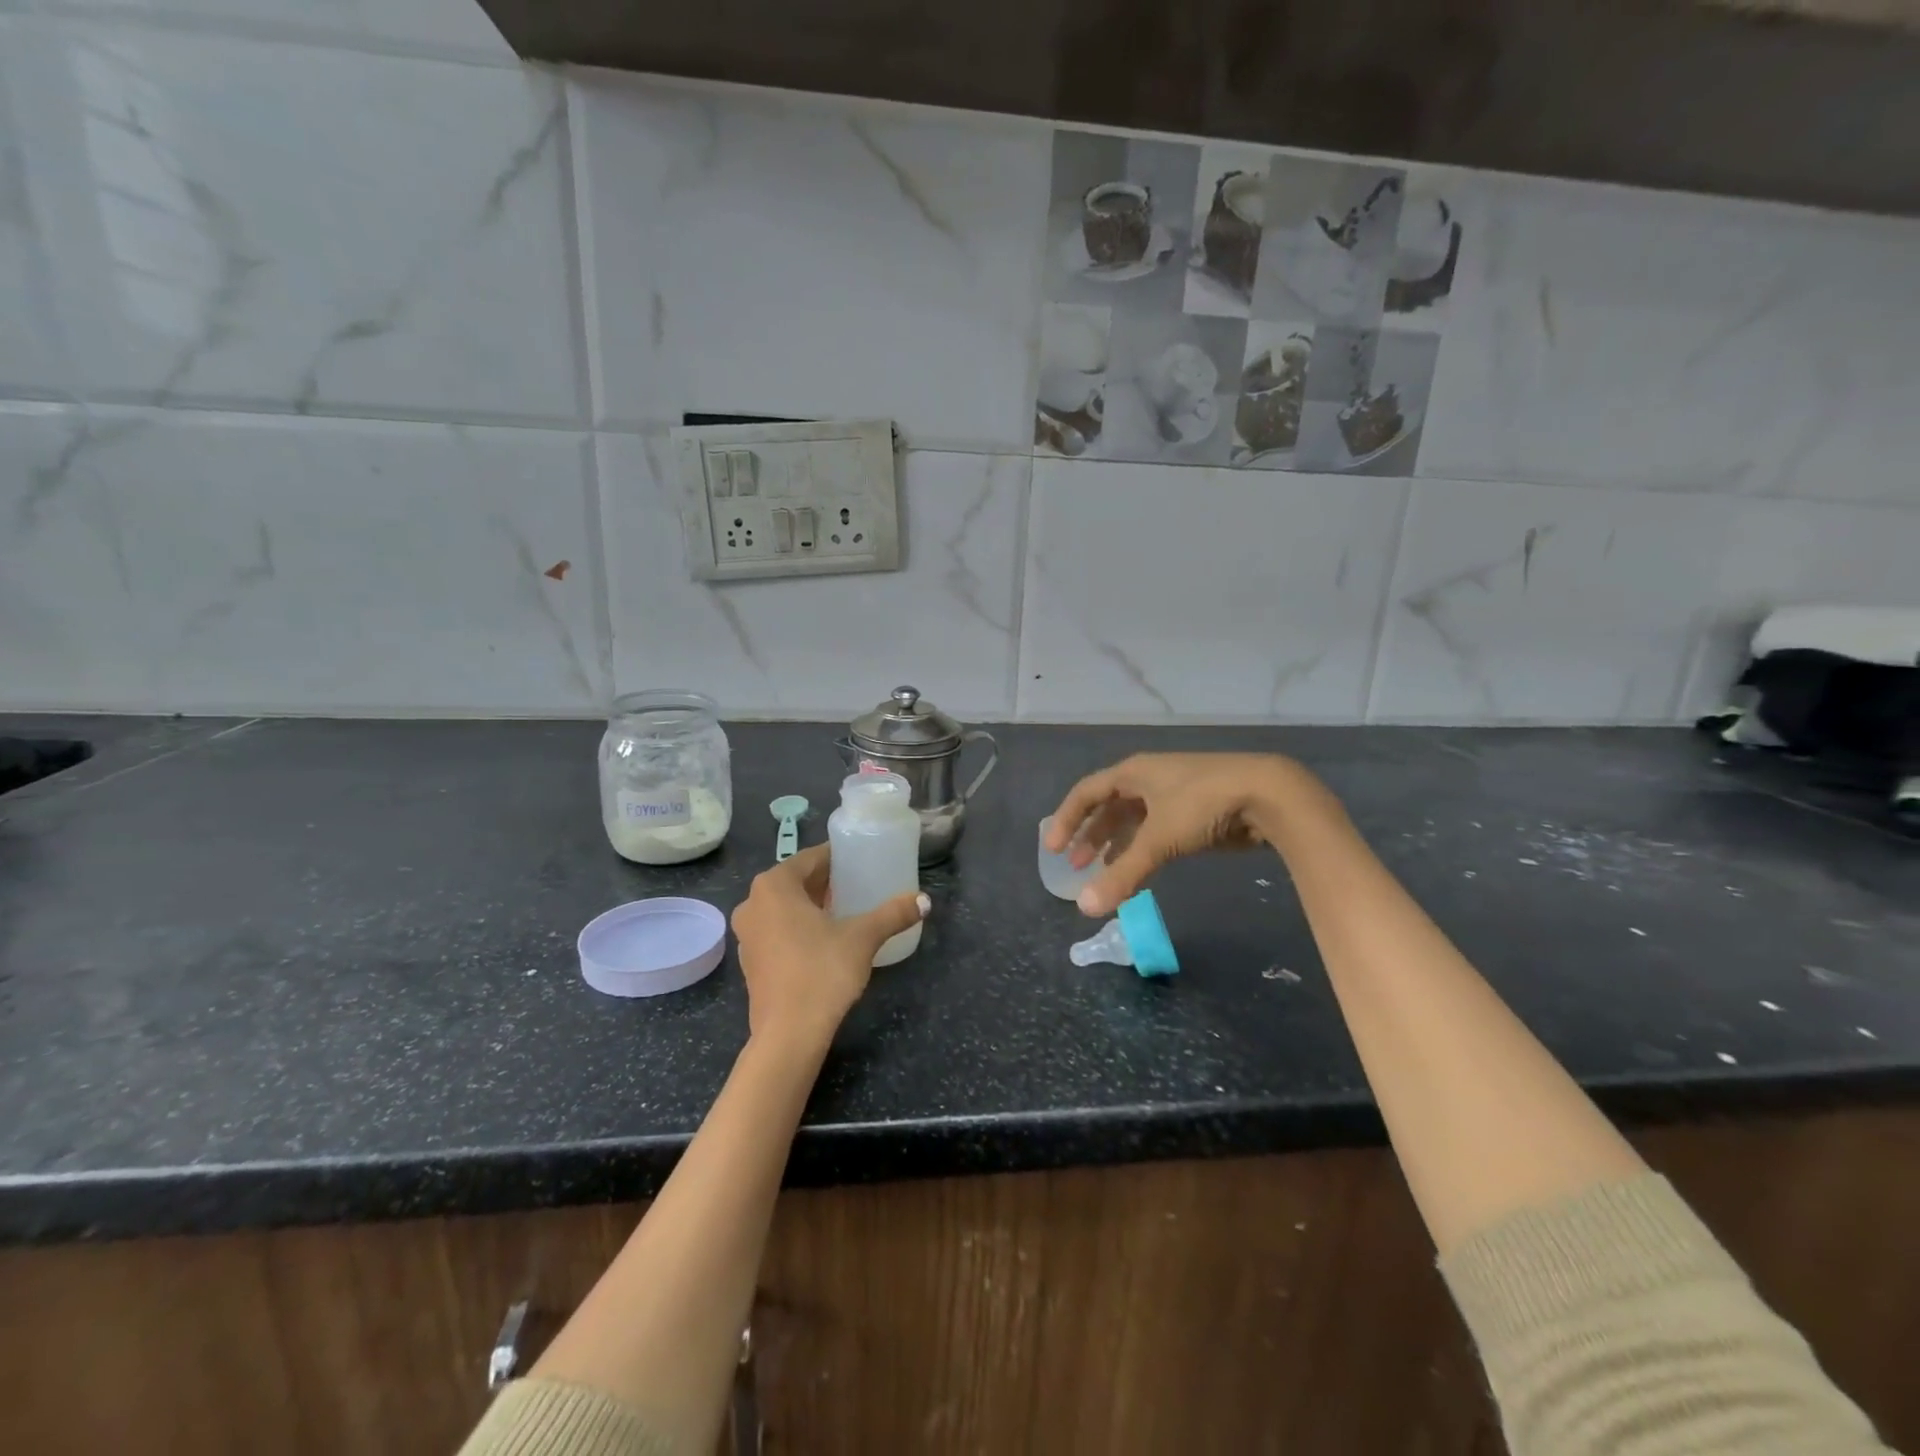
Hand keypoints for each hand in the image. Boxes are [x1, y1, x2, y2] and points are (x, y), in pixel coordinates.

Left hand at [729, 844, 928, 1049]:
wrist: (789, 1034)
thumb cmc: (822, 971)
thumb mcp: (863, 938)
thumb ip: (893, 914)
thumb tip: (924, 901)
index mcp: (774, 886)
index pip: (810, 858)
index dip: (837, 858)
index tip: (860, 860)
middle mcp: (753, 903)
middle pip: (795, 881)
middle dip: (825, 881)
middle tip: (857, 883)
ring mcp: (747, 934)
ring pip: (784, 906)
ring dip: (811, 904)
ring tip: (844, 908)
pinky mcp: (750, 961)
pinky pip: (777, 929)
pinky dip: (798, 926)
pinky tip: (825, 938)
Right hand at [1045, 752, 1303, 915]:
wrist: (1269, 794)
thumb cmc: (1203, 805)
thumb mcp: (1159, 840)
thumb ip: (1122, 875)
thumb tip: (1084, 908)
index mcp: (1133, 772)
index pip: (1086, 792)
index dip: (1067, 819)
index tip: (1053, 849)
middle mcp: (1149, 778)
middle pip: (1108, 805)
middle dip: (1090, 835)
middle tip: (1076, 865)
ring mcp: (1173, 792)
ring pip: (1133, 818)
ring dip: (1115, 843)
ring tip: (1103, 869)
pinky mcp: (1195, 809)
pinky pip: (1155, 828)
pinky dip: (1141, 846)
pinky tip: (1140, 866)